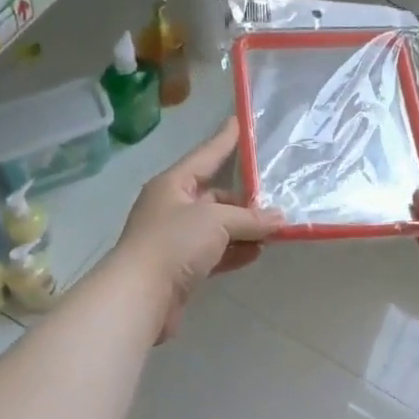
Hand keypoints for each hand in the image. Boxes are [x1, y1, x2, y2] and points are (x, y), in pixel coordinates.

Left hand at [112, 117, 281, 340]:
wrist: (140, 295)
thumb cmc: (173, 243)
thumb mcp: (216, 221)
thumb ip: (250, 218)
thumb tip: (279, 219)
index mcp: (173, 185)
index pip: (205, 155)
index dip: (224, 140)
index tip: (240, 122)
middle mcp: (172, 207)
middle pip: (214, 196)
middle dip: (244, 199)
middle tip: (276, 199)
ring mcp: (175, 239)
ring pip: (216, 227)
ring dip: (243, 229)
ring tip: (274, 230)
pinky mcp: (181, 268)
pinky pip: (214, 253)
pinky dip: (234, 252)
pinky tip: (256, 253)